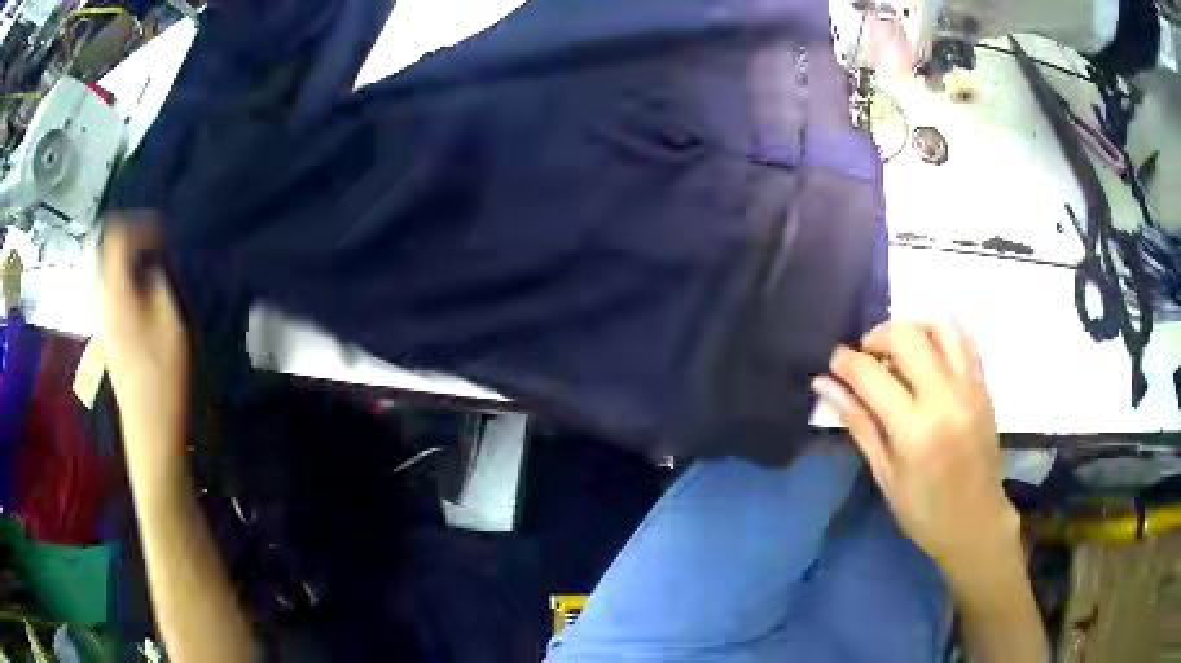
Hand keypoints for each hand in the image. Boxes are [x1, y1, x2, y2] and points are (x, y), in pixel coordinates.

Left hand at [101, 214, 189, 473]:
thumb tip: (153, 263)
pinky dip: (126, 284)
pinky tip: (143, 301)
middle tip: (154, 252)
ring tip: (151, 275)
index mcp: (116, 294)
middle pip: (106, 251)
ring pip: (108, 272)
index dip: (138, 225)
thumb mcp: (172, 323)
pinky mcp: (107, 337)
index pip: (115, 235)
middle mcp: (102, 302)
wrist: (149, 431)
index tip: (161, 236)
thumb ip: (161, 282)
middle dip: (130, 242)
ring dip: (129, 264)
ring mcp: (102, 321)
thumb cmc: (163, 378)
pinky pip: (111, 293)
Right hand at [812, 321, 1020, 592]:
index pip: (871, 375)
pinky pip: (964, 340)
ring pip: (939, 327)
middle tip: (867, 357)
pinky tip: (928, 354)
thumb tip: (824, 384)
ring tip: (899, 353)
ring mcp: (969, 387)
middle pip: (907, 336)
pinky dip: (941, 335)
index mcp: (914, 429)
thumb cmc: (922, 509)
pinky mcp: (984, 386)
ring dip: (912, 329)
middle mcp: (944, 398)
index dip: (845, 362)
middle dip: (877, 336)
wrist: (974, 521)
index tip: (834, 363)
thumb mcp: (884, 472)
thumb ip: (858, 422)